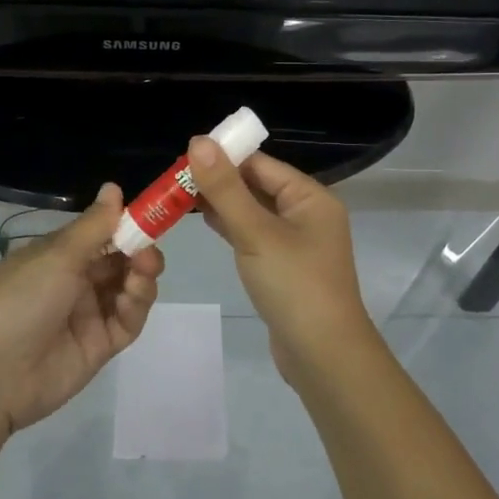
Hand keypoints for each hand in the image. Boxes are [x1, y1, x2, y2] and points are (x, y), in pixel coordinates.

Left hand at [0, 184, 164, 431]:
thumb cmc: (21, 300)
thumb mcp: (57, 255)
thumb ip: (94, 225)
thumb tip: (114, 186)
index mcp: (58, 255)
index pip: (101, 234)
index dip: (126, 225)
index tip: (149, 217)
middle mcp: (75, 281)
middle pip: (120, 260)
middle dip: (139, 251)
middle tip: (148, 252)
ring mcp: (88, 314)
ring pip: (128, 289)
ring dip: (141, 277)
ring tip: (143, 272)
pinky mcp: (100, 346)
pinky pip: (127, 321)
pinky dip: (136, 306)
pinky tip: (133, 297)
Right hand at [185, 139, 376, 381]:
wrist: (323, 356)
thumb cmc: (294, 285)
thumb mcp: (256, 232)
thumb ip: (226, 188)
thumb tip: (199, 141)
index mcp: (310, 197)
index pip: (261, 164)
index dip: (224, 157)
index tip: (184, 156)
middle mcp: (308, 213)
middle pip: (257, 185)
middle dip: (219, 180)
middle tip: (175, 178)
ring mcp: (297, 242)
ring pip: (254, 211)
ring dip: (222, 203)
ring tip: (180, 196)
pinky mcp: (285, 266)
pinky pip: (255, 235)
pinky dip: (231, 226)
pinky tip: (204, 221)